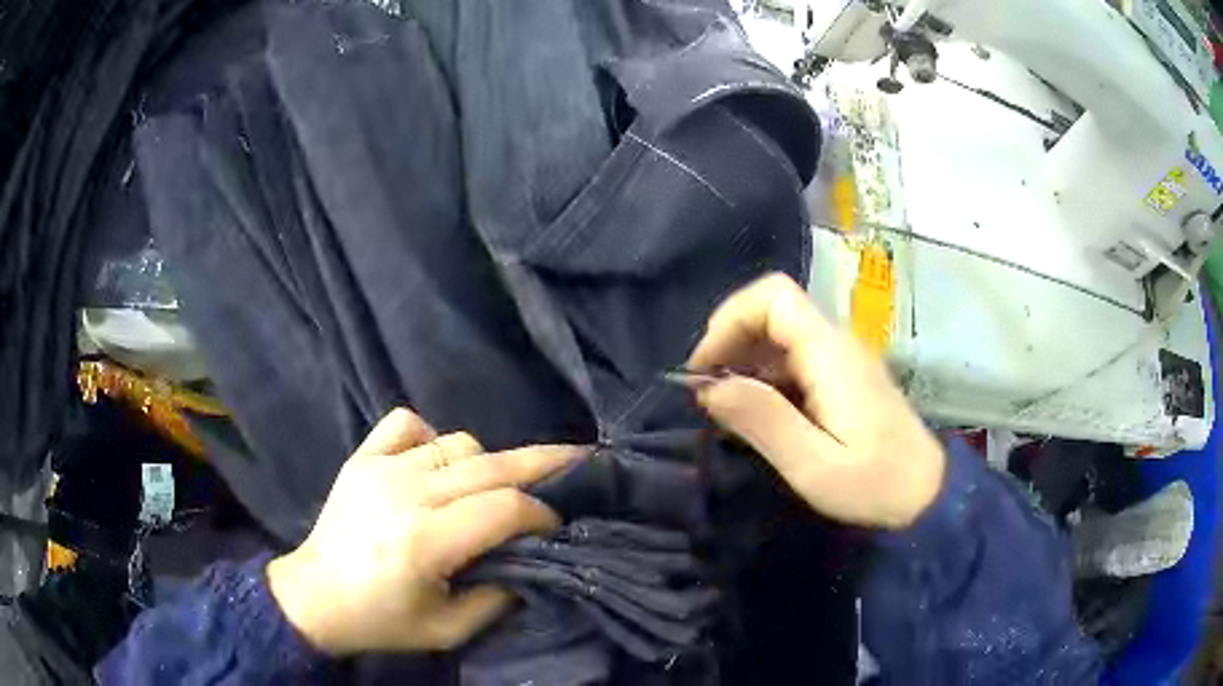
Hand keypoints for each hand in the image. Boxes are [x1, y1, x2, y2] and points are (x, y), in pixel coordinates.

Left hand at [267, 409, 583, 655]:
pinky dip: (431, 437)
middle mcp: (405, 494)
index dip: (541, 513)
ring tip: (486, 490)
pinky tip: (434, 463)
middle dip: (542, 465)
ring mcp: (380, 468)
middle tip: (576, 463)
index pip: (505, 509)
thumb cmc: (383, 620)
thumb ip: (499, 597)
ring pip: (457, 443)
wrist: (315, 596)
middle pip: (491, 465)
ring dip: (484, 465)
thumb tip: (532, 560)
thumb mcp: (449, 630)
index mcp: (425, 542)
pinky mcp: (362, 457)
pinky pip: (408, 423)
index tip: (554, 525)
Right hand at [688, 273, 944, 529]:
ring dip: (745, 360)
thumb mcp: (812, 465)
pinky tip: (758, 411)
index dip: (730, 319)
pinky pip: (795, 357)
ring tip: (725, 406)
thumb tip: (708, 388)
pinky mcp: (844, 377)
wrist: (927, 494)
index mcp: (830, 354)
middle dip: (731, 341)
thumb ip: (763, 420)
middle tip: (707, 391)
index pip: (773, 297)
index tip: (705, 367)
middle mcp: (837, 343)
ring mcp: (843, 359)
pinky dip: (765, 375)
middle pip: (773, 310)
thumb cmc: (873, 484)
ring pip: (781, 334)